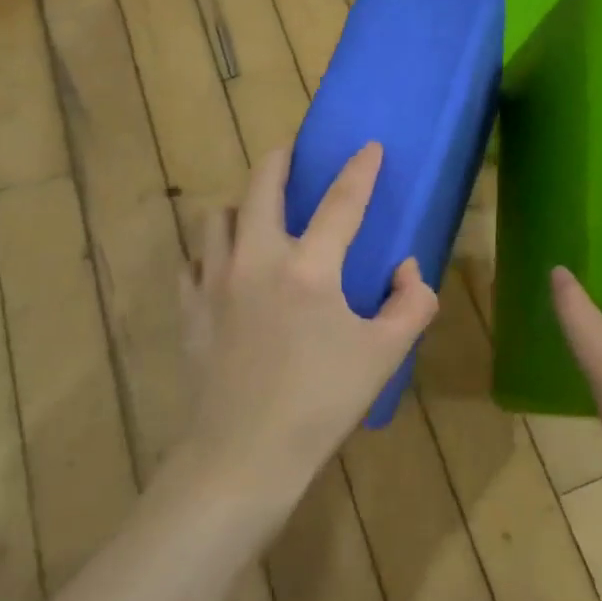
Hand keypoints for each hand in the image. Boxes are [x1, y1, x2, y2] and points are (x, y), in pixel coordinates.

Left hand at [181, 142, 439, 500]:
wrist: (244, 455)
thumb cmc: (322, 403)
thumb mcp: (385, 355)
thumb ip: (411, 304)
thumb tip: (408, 269)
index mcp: (309, 269)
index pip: (341, 202)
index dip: (360, 170)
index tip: (368, 145)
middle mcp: (257, 259)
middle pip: (262, 186)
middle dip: (280, 159)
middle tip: (292, 155)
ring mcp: (215, 282)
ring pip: (220, 217)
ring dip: (243, 206)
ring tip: (259, 217)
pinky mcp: (190, 308)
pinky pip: (194, 261)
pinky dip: (212, 253)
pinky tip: (226, 269)